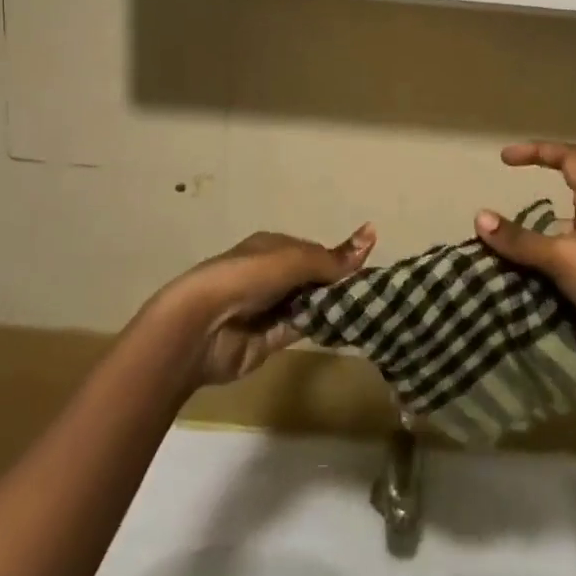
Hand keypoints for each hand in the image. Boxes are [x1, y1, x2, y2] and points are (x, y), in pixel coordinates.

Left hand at [154, 227, 375, 387]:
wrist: (201, 327)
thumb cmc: (246, 278)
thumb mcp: (292, 260)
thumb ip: (331, 258)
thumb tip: (372, 235)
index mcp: (272, 248)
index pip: (314, 252)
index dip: (339, 258)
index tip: (367, 267)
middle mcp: (271, 276)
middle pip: (314, 279)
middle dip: (338, 284)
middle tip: (374, 291)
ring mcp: (270, 308)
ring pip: (311, 304)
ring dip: (333, 306)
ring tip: (371, 307)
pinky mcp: (271, 339)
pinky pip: (304, 329)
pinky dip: (323, 326)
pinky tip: (349, 324)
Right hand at [474, 143, 575, 390]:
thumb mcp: (565, 257)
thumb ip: (522, 241)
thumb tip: (479, 217)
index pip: (569, 160)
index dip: (538, 152)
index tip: (504, 160)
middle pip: (553, 209)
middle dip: (520, 220)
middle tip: (486, 234)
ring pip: (548, 247)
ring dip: (522, 255)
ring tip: (486, 266)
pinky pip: (551, 277)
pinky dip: (531, 281)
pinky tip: (506, 292)